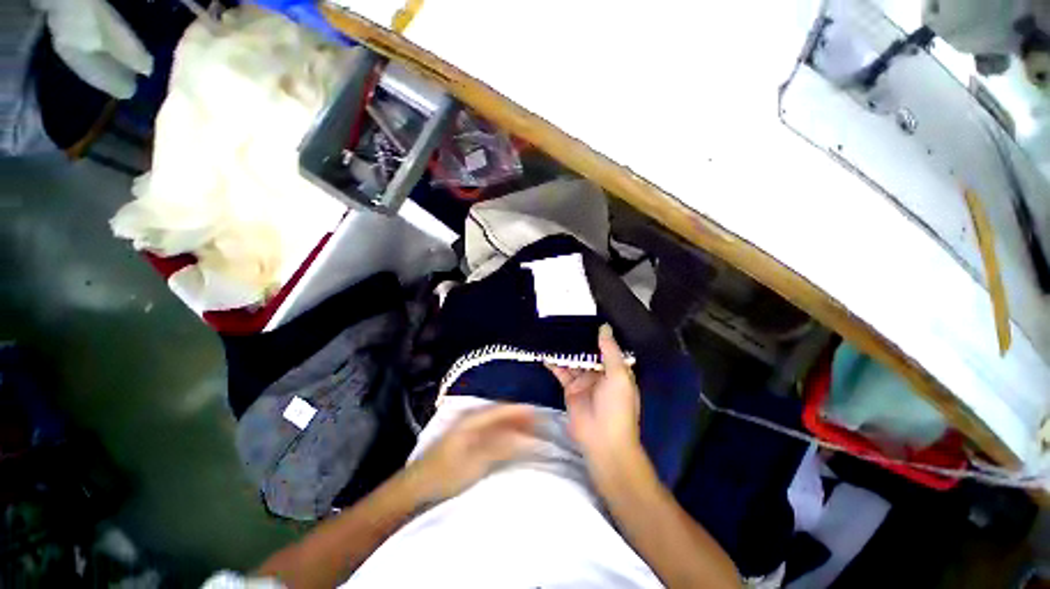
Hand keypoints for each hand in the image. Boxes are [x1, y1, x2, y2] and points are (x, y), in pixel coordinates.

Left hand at [407, 404, 537, 502]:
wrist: (415, 488)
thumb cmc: (446, 474)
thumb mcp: (477, 461)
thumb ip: (503, 446)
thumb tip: (528, 438)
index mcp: (474, 418)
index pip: (504, 408)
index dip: (523, 411)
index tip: (541, 415)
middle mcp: (472, 417)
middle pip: (502, 412)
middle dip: (521, 417)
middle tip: (539, 425)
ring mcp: (467, 427)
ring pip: (497, 420)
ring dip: (513, 424)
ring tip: (530, 432)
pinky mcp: (466, 438)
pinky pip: (491, 429)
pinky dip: (504, 431)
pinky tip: (511, 439)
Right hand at [547, 324, 640, 465]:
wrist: (603, 439)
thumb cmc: (617, 406)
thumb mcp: (619, 375)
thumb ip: (610, 351)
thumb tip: (604, 327)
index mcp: (615, 369)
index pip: (606, 347)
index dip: (597, 334)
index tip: (586, 317)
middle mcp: (600, 373)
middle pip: (588, 352)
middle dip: (578, 340)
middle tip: (565, 321)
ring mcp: (584, 381)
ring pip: (574, 361)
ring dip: (565, 350)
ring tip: (553, 333)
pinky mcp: (570, 389)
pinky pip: (562, 372)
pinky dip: (554, 363)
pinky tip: (546, 353)